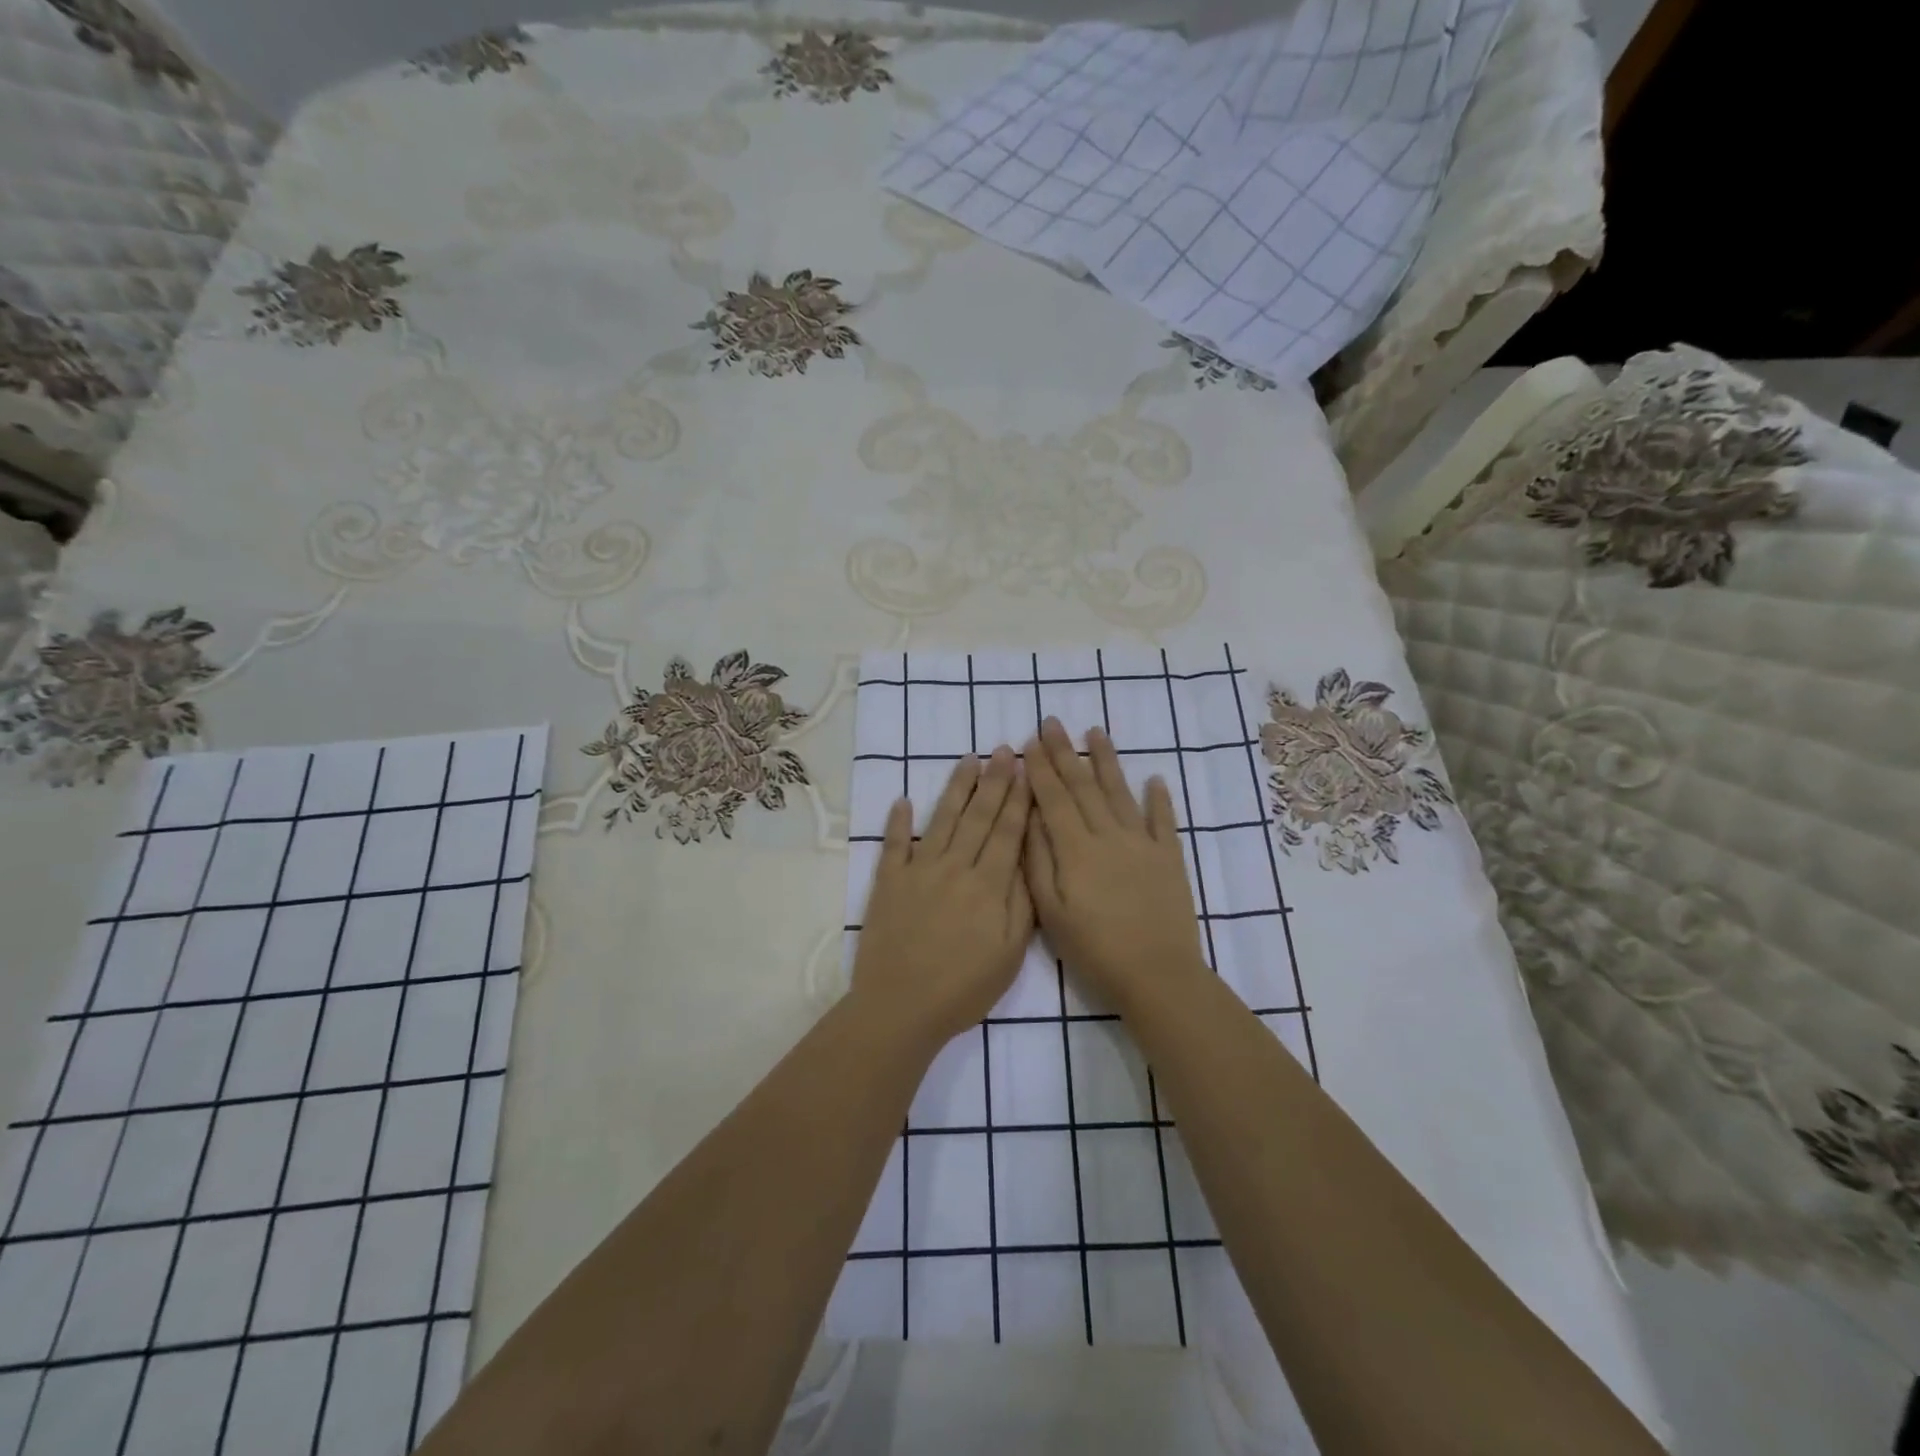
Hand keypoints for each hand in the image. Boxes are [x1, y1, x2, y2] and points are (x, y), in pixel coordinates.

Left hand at [851, 747, 1033, 1049]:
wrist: (901, 1007)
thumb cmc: (964, 988)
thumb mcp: (1010, 953)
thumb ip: (1021, 903)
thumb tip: (1027, 858)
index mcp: (988, 885)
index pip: (1007, 832)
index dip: (1018, 799)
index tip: (1026, 769)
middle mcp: (954, 868)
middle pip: (978, 817)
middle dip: (993, 781)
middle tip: (1002, 749)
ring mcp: (918, 871)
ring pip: (941, 820)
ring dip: (956, 788)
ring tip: (967, 759)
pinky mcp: (888, 883)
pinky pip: (894, 845)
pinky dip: (897, 822)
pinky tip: (902, 800)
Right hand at [1023, 718, 1208, 1016]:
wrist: (1157, 975)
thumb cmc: (1094, 949)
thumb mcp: (1050, 912)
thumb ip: (1037, 862)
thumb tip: (1029, 818)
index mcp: (1076, 849)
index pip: (1053, 798)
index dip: (1040, 768)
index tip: (1029, 741)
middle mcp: (1109, 836)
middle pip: (1083, 786)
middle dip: (1065, 753)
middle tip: (1053, 722)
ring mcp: (1143, 844)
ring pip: (1121, 793)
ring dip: (1107, 761)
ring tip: (1096, 732)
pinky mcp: (1170, 859)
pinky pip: (1164, 821)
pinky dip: (1160, 799)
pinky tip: (1155, 778)